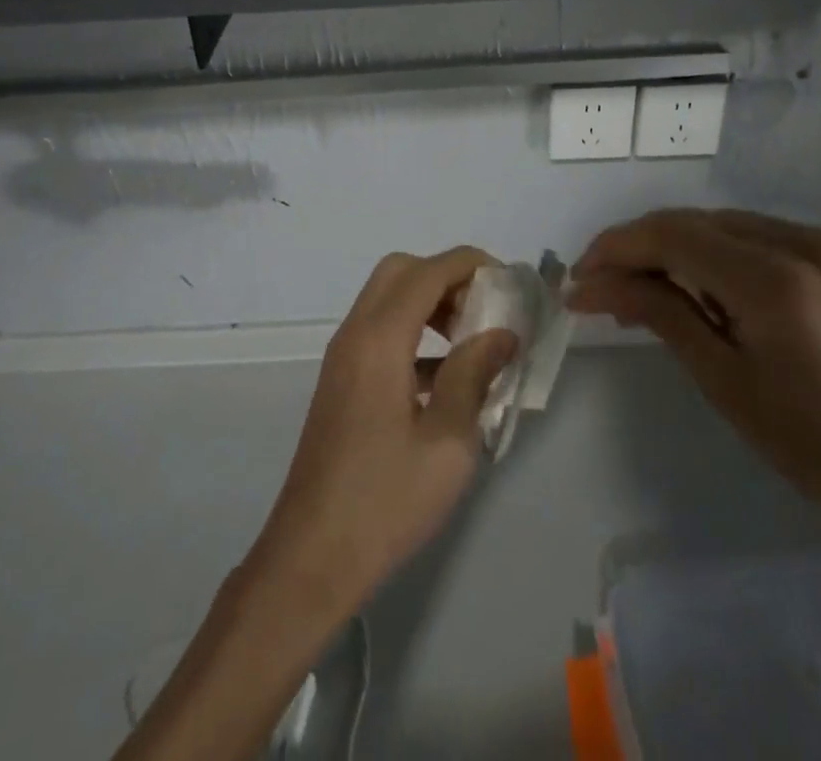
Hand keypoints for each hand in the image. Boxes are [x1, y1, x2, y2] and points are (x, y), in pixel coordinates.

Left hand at [247, 247, 517, 615]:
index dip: (470, 264)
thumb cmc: (386, 501)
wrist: (312, 557)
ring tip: (471, 342)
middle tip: (483, 311)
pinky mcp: (341, 381)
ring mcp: (343, 357)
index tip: (509, 282)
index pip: (428, 272)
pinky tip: (444, 377)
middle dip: (446, 277)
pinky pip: (379, 331)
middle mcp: (355, 334)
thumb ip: (474, 375)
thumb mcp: (448, 441)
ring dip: (429, 303)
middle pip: (400, 272)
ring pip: (387, 299)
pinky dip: (413, 332)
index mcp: (379, 340)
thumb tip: (502, 333)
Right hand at [568, 209, 820, 562]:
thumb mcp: (721, 378)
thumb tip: (589, 284)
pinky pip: (772, 235)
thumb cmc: (808, 444)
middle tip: (607, 283)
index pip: (675, 236)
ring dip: (687, 248)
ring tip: (654, 285)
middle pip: (701, 222)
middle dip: (646, 247)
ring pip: (734, 224)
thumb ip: (656, 311)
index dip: (618, 247)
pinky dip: (732, 252)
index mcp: (778, 283)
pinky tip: (718, 285)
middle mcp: (812, 244)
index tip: (581, 273)